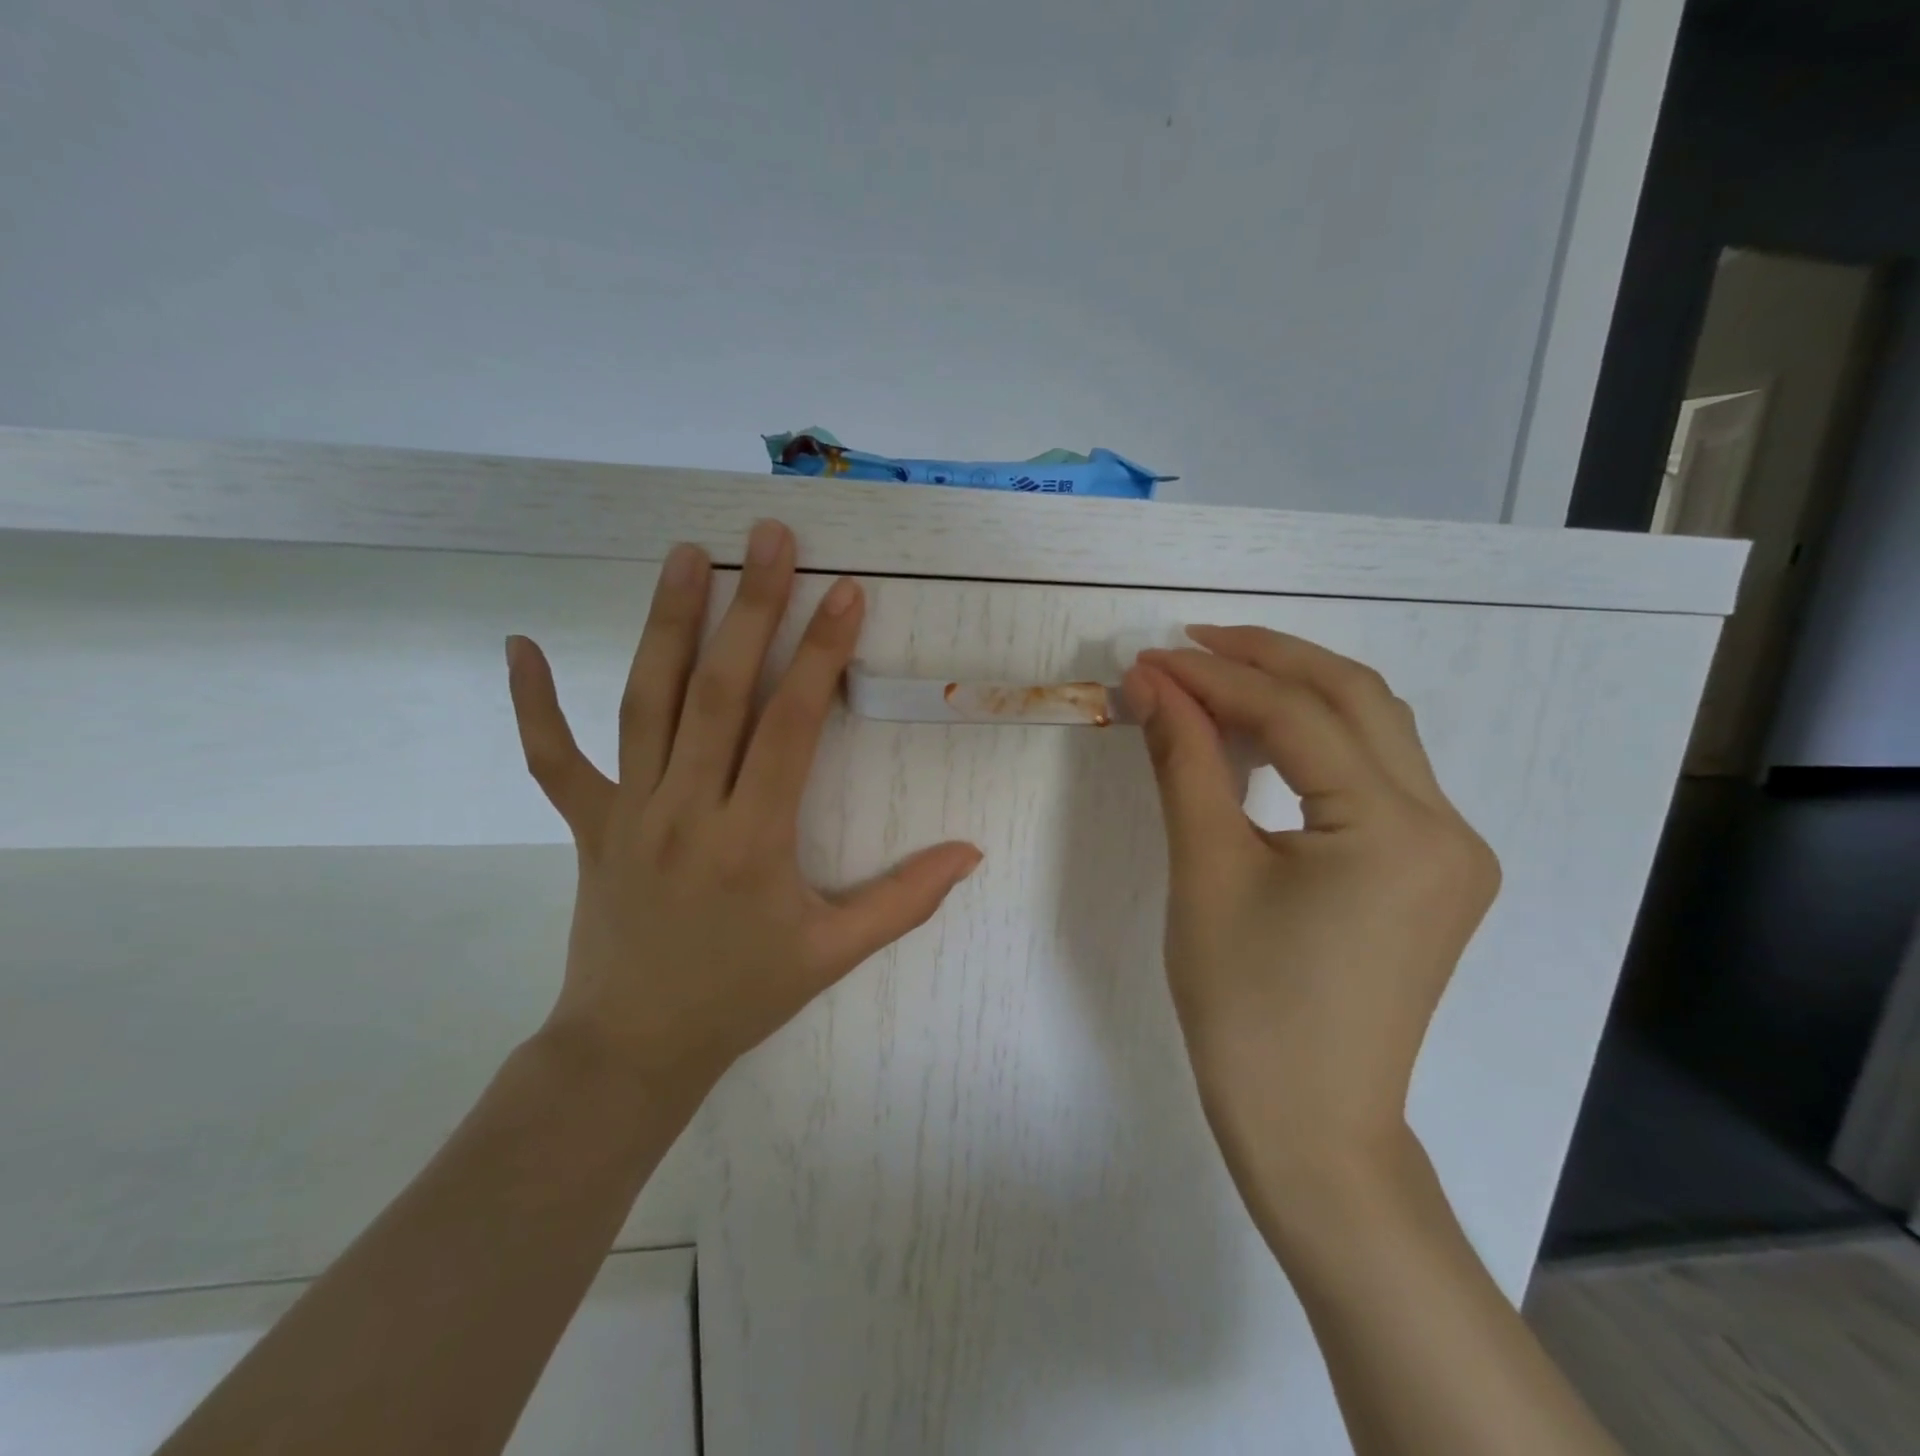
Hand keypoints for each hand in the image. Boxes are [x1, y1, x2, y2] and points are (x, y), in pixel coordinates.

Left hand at [504, 520, 982, 1107]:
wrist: (632, 1048)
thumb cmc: (740, 996)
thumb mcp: (833, 955)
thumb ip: (905, 901)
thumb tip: (971, 853)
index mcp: (751, 839)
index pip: (790, 726)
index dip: (821, 654)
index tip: (844, 591)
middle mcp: (686, 809)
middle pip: (718, 692)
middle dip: (750, 608)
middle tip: (767, 537)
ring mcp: (628, 812)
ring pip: (645, 703)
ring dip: (665, 625)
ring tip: (685, 555)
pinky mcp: (586, 825)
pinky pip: (552, 760)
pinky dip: (532, 705)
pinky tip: (517, 646)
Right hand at [1122, 627, 1499, 1189]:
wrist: (1309, 1126)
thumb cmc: (1246, 1006)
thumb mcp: (1205, 871)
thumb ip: (1185, 761)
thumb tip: (1152, 682)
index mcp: (1396, 830)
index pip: (1299, 715)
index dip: (1216, 677)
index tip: (1150, 659)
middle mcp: (1447, 826)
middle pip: (1357, 699)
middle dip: (1268, 659)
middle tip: (1189, 644)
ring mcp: (1450, 850)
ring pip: (1375, 730)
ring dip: (1296, 693)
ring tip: (1217, 679)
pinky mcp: (1432, 871)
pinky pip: (1376, 775)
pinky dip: (1317, 741)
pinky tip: (1263, 739)